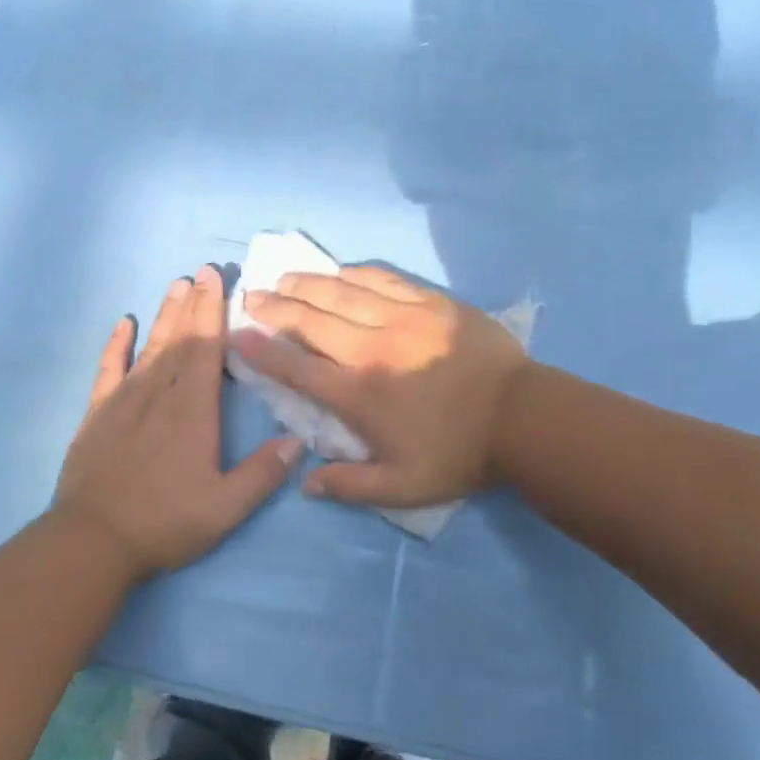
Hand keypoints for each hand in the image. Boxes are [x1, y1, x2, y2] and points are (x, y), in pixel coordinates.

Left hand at [56, 265, 300, 577]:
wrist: (92, 541)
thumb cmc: (165, 522)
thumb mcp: (225, 508)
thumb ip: (262, 473)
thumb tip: (297, 441)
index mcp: (192, 411)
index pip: (205, 349)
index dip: (213, 312)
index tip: (215, 279)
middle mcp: (159, 394)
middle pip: (180, 339)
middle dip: (194, 303)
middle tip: (202, 270)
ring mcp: (124, 401)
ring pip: (150, 347)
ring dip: (165, 315)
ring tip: (176, 285)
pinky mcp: (97, 414)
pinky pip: (108, 368)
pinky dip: (116, 344)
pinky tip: (123, 323)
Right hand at [234, 266, 529, 506]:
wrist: (522, 418)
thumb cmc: (459, 454)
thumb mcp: (403, 488)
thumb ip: (351, 486)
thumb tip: (306, 482)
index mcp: (358, 393)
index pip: (296, 367)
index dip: (261, 350)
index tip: (237, 335)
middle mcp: (370, 348)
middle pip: (311, 320)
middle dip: (275, 306)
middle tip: (253, 296)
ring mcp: (401, 318)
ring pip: (342, 292)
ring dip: (308, 283)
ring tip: (286, 277)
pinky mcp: (431, 302)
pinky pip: (383, 279)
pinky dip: (355, 274)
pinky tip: (341, 271)